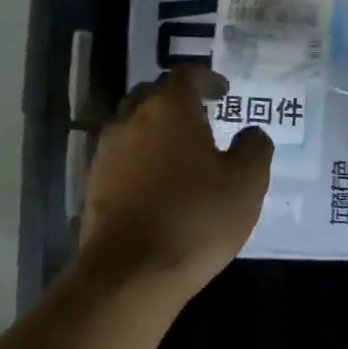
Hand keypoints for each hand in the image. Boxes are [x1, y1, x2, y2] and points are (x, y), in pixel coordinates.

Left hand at [80, 66, 272, 296]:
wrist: (130, 273)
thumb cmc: (196, 219)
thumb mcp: (246, 184)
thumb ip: (254, 148)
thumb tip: (251, 133)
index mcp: (169, 109)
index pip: (186, 75)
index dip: (207, 78)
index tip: (223, 91)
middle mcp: (131, 120)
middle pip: (153, 95)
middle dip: (178, 100)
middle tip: (202, 117)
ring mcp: (106, 151)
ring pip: (132, 124)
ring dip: (155, 128)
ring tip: (179, 150)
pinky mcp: (93, 183)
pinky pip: (120, 155)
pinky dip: (139, 157)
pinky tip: (156, 181)